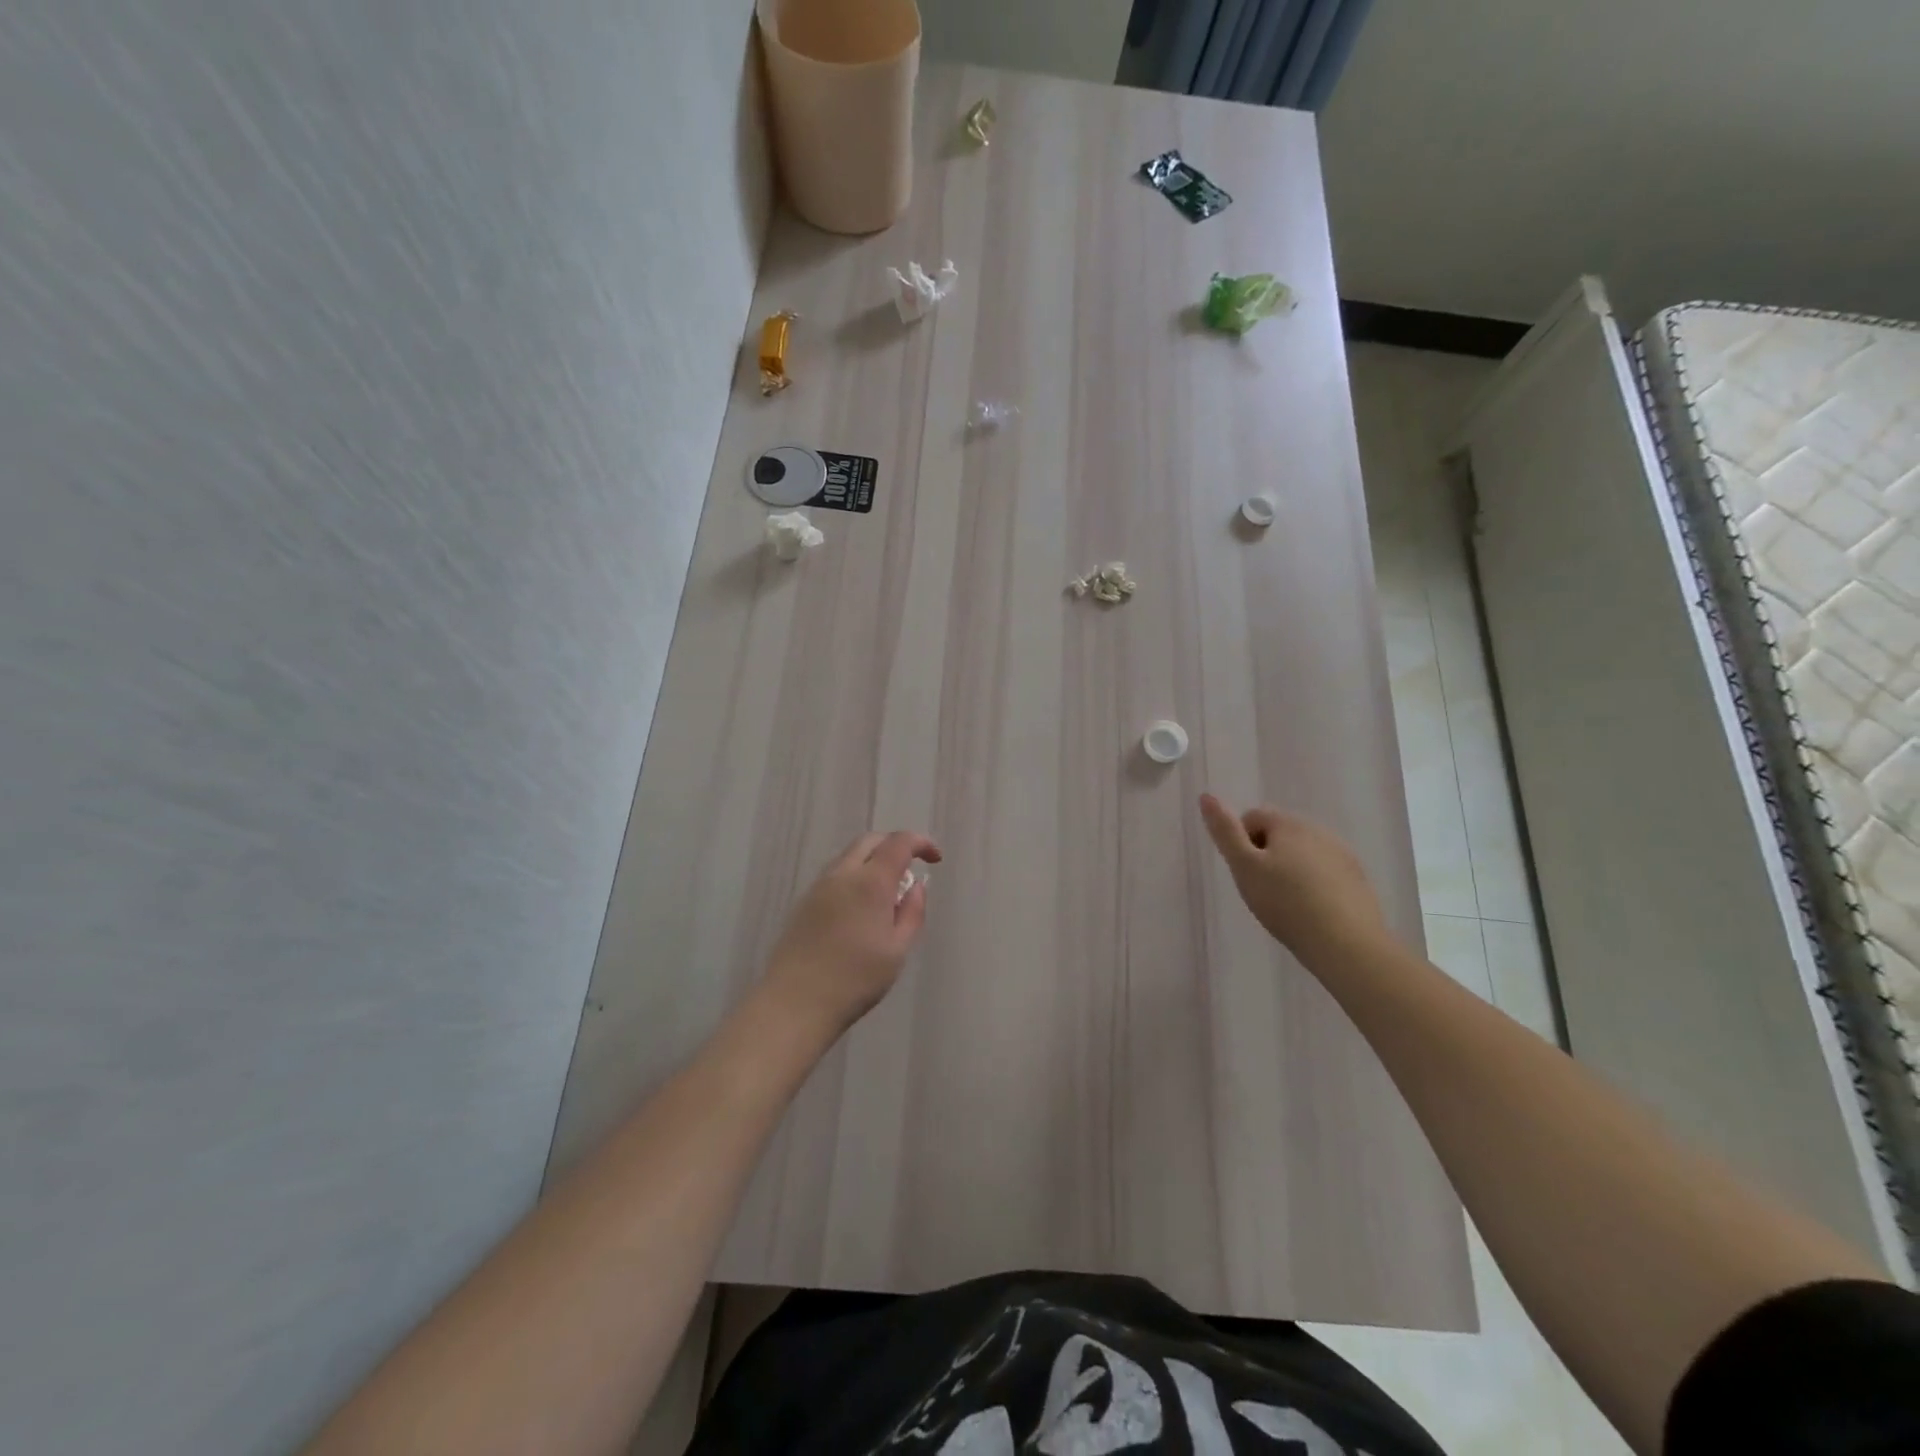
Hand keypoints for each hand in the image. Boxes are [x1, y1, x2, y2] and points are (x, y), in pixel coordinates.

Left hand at [758, 830, 942, 1037]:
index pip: (899, 842)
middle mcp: (842, 874)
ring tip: (888, 893)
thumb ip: (912, 912)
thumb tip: (917, 886)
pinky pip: (835, 874)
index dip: (921, 842)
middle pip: (870, 841)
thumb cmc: (855, 979)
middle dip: (895, 845)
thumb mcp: (897, 950)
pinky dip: (855, 876)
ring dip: (873, 860)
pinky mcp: (804, 902)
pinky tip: (861, 908)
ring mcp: (819, 886)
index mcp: (870, 882)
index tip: (935, 859)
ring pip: (849, 856)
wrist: (795, 1002)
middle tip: (911, 869)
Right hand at [1198, 794, 1388, 966]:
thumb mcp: (1244, 867)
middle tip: (1262, 890)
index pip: (1252, 817)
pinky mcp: (1358, 879)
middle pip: (1279, 833)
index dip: (1240, 843)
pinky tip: (1311, 910)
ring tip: (1286, 903)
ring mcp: (1342, 854)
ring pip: (1303, 853)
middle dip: (1266, 855)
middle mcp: (1318, 830)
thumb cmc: (1285, 903)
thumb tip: (1206, 796)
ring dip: (1290, 869)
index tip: (1244, 873)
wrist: (1346, 944)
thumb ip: (1225, 832)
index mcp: (1288, 823)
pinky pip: (1325, 871)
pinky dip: (1313, 884)